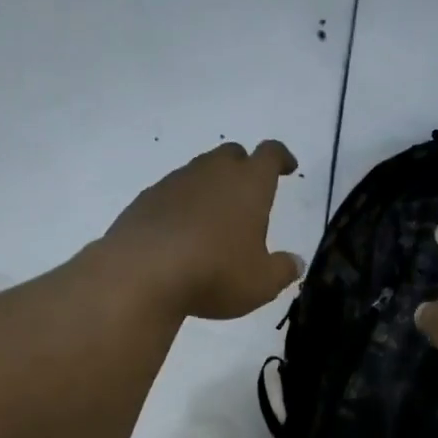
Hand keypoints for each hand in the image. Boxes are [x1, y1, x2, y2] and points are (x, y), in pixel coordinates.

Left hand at [104, 141, 303, 320]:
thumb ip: (283, 270)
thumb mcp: (261, 283)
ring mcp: (174, 183)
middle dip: (243, 168)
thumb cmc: (215, 273)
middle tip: (249, 194)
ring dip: (210, 188)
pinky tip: (182, 235)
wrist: (142, 273)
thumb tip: (296, 263)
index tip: (287, 167)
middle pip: (231, 155)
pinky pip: (171, 195)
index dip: (281, 158)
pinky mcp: (146, 200)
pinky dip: (182, 207)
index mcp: (248, 184)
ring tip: (214, 220)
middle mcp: (212, 173)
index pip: (270, 154)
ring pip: (199, 173)